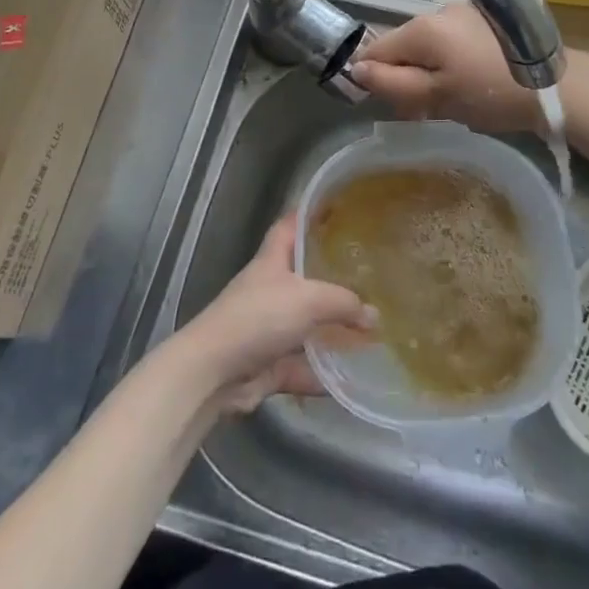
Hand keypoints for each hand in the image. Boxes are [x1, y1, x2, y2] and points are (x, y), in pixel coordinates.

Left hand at [176, 215, 375, 414]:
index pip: (289, 226)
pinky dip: (322, 374)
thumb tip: (374, 316)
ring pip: (305, 325)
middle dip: (331, 278)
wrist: (214, 373)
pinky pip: (301, 366)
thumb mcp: (309, 299)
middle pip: (302, 277)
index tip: (335, 210)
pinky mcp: (268, 364)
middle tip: (367, 275)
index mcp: (272, 261)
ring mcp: (267, 328)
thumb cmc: (259, 318)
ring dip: (331, 330)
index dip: (308, 215)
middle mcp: (269, 290)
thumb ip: (344, 303)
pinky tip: (352, 379)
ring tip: (369, 329)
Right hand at [348, 4, 551, 132]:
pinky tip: (474, 83)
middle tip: (428, 110)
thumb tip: (356, 70)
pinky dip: (453, 62)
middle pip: (404, 46)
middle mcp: (439, 11)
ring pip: (430, 45)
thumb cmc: (491, 95)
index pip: (376, 49)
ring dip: (431, 71)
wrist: (559, 86)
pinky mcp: (488, 20)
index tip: (396, 105)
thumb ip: (393, 84)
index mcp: (422, 28)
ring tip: (455, 100)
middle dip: (407, 77)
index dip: (376, 79)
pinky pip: (454, 42)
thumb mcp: (436, 97)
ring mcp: (466, 13)